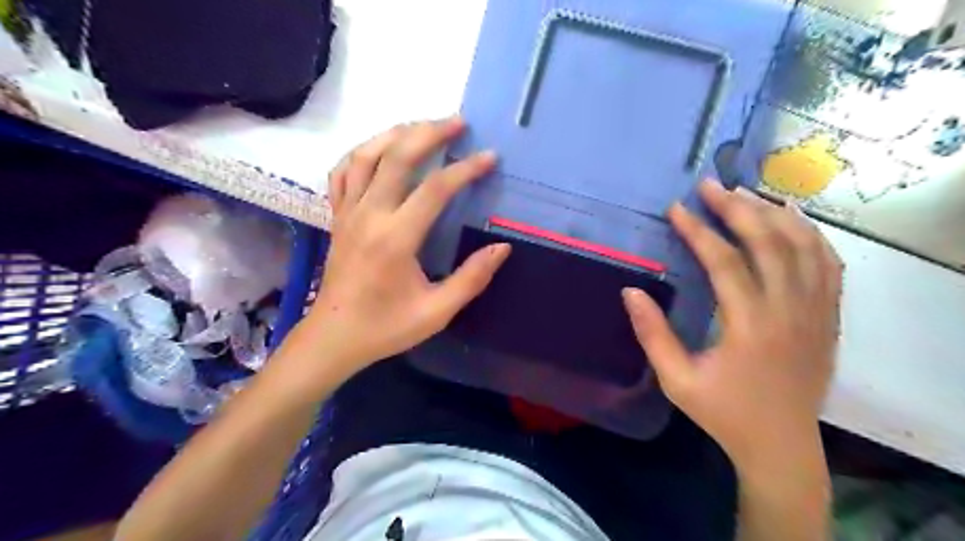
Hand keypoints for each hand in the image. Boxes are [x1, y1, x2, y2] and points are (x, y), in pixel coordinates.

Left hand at [301, 118, 512, 378]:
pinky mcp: (337, 217)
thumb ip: (471, 278)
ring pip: (366, 156)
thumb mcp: (437, 312)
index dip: (465, 169)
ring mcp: (348, 213)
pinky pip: (343, 172)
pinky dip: (362, 152)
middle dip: (429, 133)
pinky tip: (379, 149)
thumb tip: (502, 248)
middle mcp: (369, 216)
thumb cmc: (386, 327)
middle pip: (397, 157)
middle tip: (458, 122)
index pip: (434, 190)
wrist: (334, 336)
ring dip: (395, 134)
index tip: (489, 158)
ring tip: (422, 127)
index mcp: (395, 239)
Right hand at [627, 180, 837, 468]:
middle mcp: (790, 312)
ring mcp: (817, 312)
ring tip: (746, 193)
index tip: (677, 208)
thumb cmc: (723, 413)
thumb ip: (652, 334)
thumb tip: (631, 291)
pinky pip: (828, 264)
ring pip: (804, 246)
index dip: (699, 231)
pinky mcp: (829, 317)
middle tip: (711, 185)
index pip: (726, 263)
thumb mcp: (676, 380)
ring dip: (774, 213)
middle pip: (769, 243)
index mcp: (750, 327)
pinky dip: (811, 234)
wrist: (782, 444)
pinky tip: (792, 218)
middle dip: (737, 208)